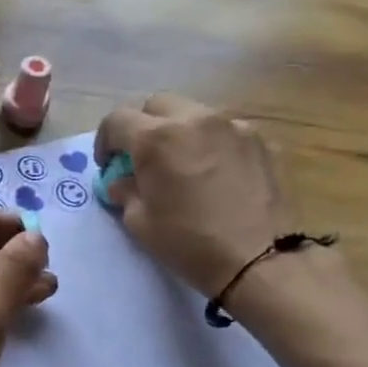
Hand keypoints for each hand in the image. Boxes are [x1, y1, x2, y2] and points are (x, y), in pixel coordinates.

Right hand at [95, 93, 295, 298]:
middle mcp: (195, 119)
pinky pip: (225, 131)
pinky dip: (212, 144)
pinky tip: (216, 174)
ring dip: (179, 133)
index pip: (117, 120)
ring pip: (194, 114)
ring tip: (183, 166)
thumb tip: (123, 180)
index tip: (109, 165)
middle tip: (144, 160)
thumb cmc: (189, 243)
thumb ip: (125, 191)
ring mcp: (234, 126)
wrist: (260, 260)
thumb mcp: (140, 223)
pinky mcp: (262, 140)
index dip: (105, 141)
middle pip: (157, 105)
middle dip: (143, 127)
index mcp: (157, 139)